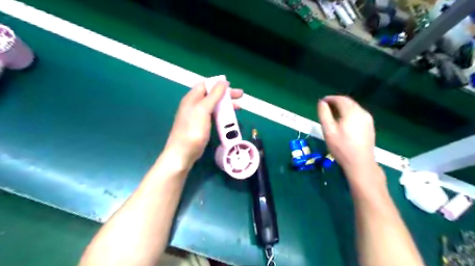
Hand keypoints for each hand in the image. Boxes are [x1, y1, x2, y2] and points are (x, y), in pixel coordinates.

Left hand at [165, 80, 244, 169]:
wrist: (183, 153)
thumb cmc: (193, 129)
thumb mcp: (203, 109)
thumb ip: (213, 95)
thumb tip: (222, 82)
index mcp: (192, 98)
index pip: (205, 85)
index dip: (218, 84)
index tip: (231, 86)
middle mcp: (194, 105)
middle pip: (212, 95)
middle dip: (226, 95)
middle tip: (240, 95)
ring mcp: (198, 116)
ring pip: (214, 106)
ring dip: (226, 105)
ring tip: (239, 107)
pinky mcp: (202, 126)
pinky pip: (214, 116)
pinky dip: (223, 115)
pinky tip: (229, 118)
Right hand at [317, 96, 380, 184]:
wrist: (360, 163)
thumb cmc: (341, 147)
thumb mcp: (328, 130)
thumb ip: (324, 114)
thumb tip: (321, 102)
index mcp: (351, 112)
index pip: (340, 99)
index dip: (330, 98)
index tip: (321, 102)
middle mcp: (362, 112)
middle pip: (348, 102)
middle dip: (336, 102)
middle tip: (325, 107)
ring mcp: (368, 119)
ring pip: (354, 107)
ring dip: (343, 107)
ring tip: (332, 113)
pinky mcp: (369, 125)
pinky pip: (358, 113)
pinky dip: (349, 112)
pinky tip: (343, 120)